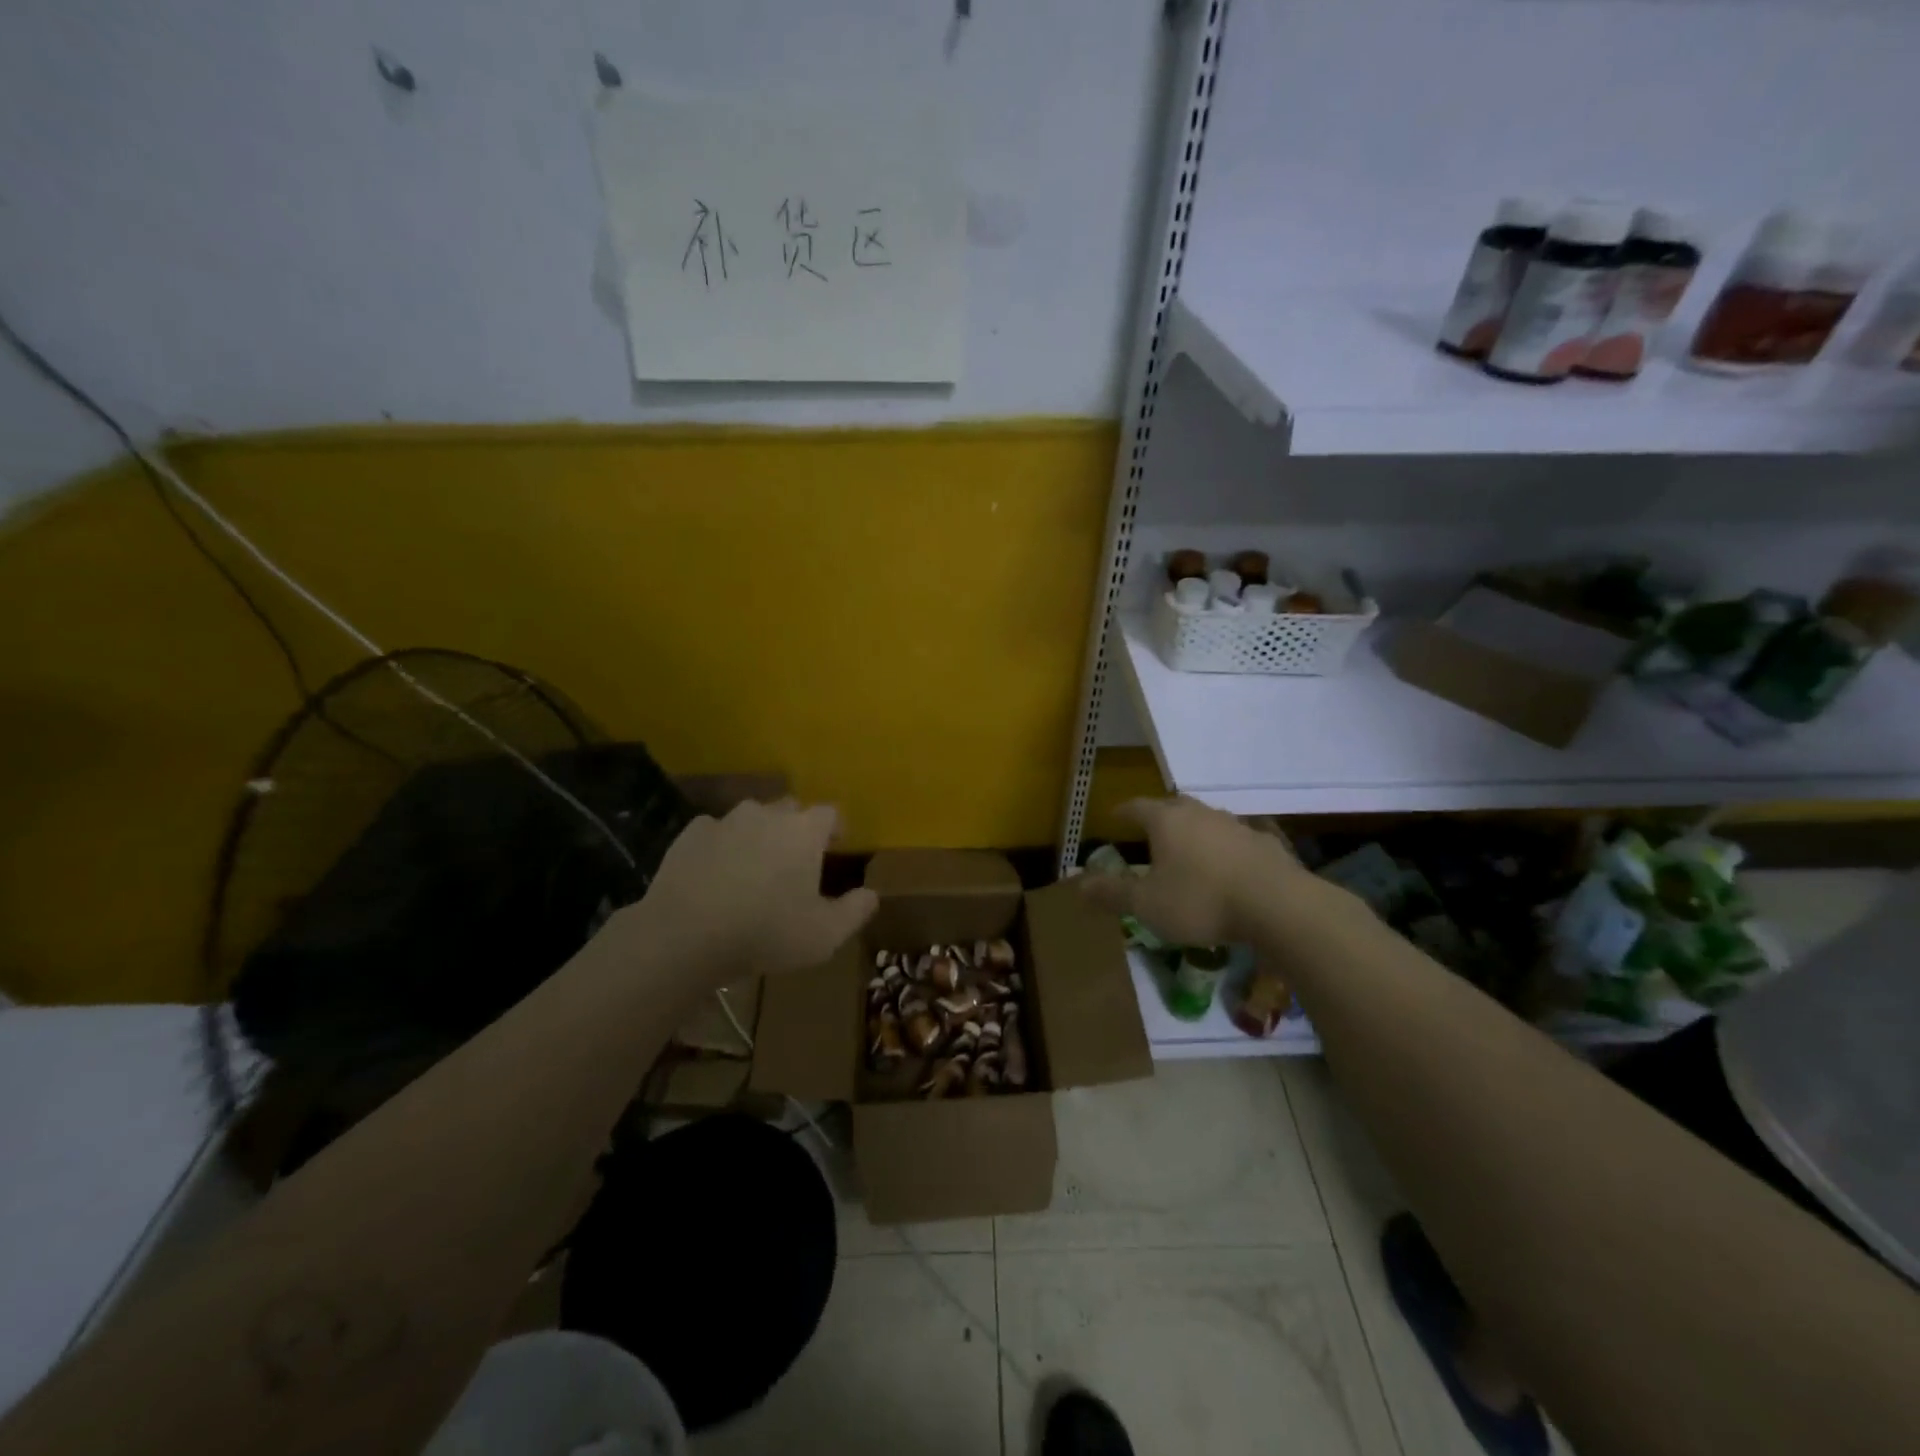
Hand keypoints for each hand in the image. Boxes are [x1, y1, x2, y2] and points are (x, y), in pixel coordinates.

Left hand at [608, 799, 877, 988]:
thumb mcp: (824, 935)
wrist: (685, 934)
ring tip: (754, 868)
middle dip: (796, 829)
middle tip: (795, 861)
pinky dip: (720, 846)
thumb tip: (872, 894)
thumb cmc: (765, 931)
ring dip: (757, 835)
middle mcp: (767, 814)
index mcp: (804, 831)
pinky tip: (716, 874)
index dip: (835, 829)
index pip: (830, 813)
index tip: (835, 848)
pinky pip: (714, 832)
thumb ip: (855, 911)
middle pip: (790, 809)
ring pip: (750, 818)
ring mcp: (725, 820)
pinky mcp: (690, 834)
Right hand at [1079, 796, 1308, 947]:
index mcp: (1166, 821)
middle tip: (1149, 831)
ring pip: (1207, 820)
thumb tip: (1077, 884)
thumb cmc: (1201, 901)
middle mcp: (1200, 814)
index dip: (1122, 812)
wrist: (1277, 906)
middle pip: (1173, 806)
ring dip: (1194, 831)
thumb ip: (1112, 893)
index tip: (1113, 816)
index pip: (1136, 807)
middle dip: (1159, 816)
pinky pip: (1236, 839)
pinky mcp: (1264, 843)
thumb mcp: (1147, 904)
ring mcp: (1236, 825)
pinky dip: (1225, 848)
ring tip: (1188, 849)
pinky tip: (1228, 867)